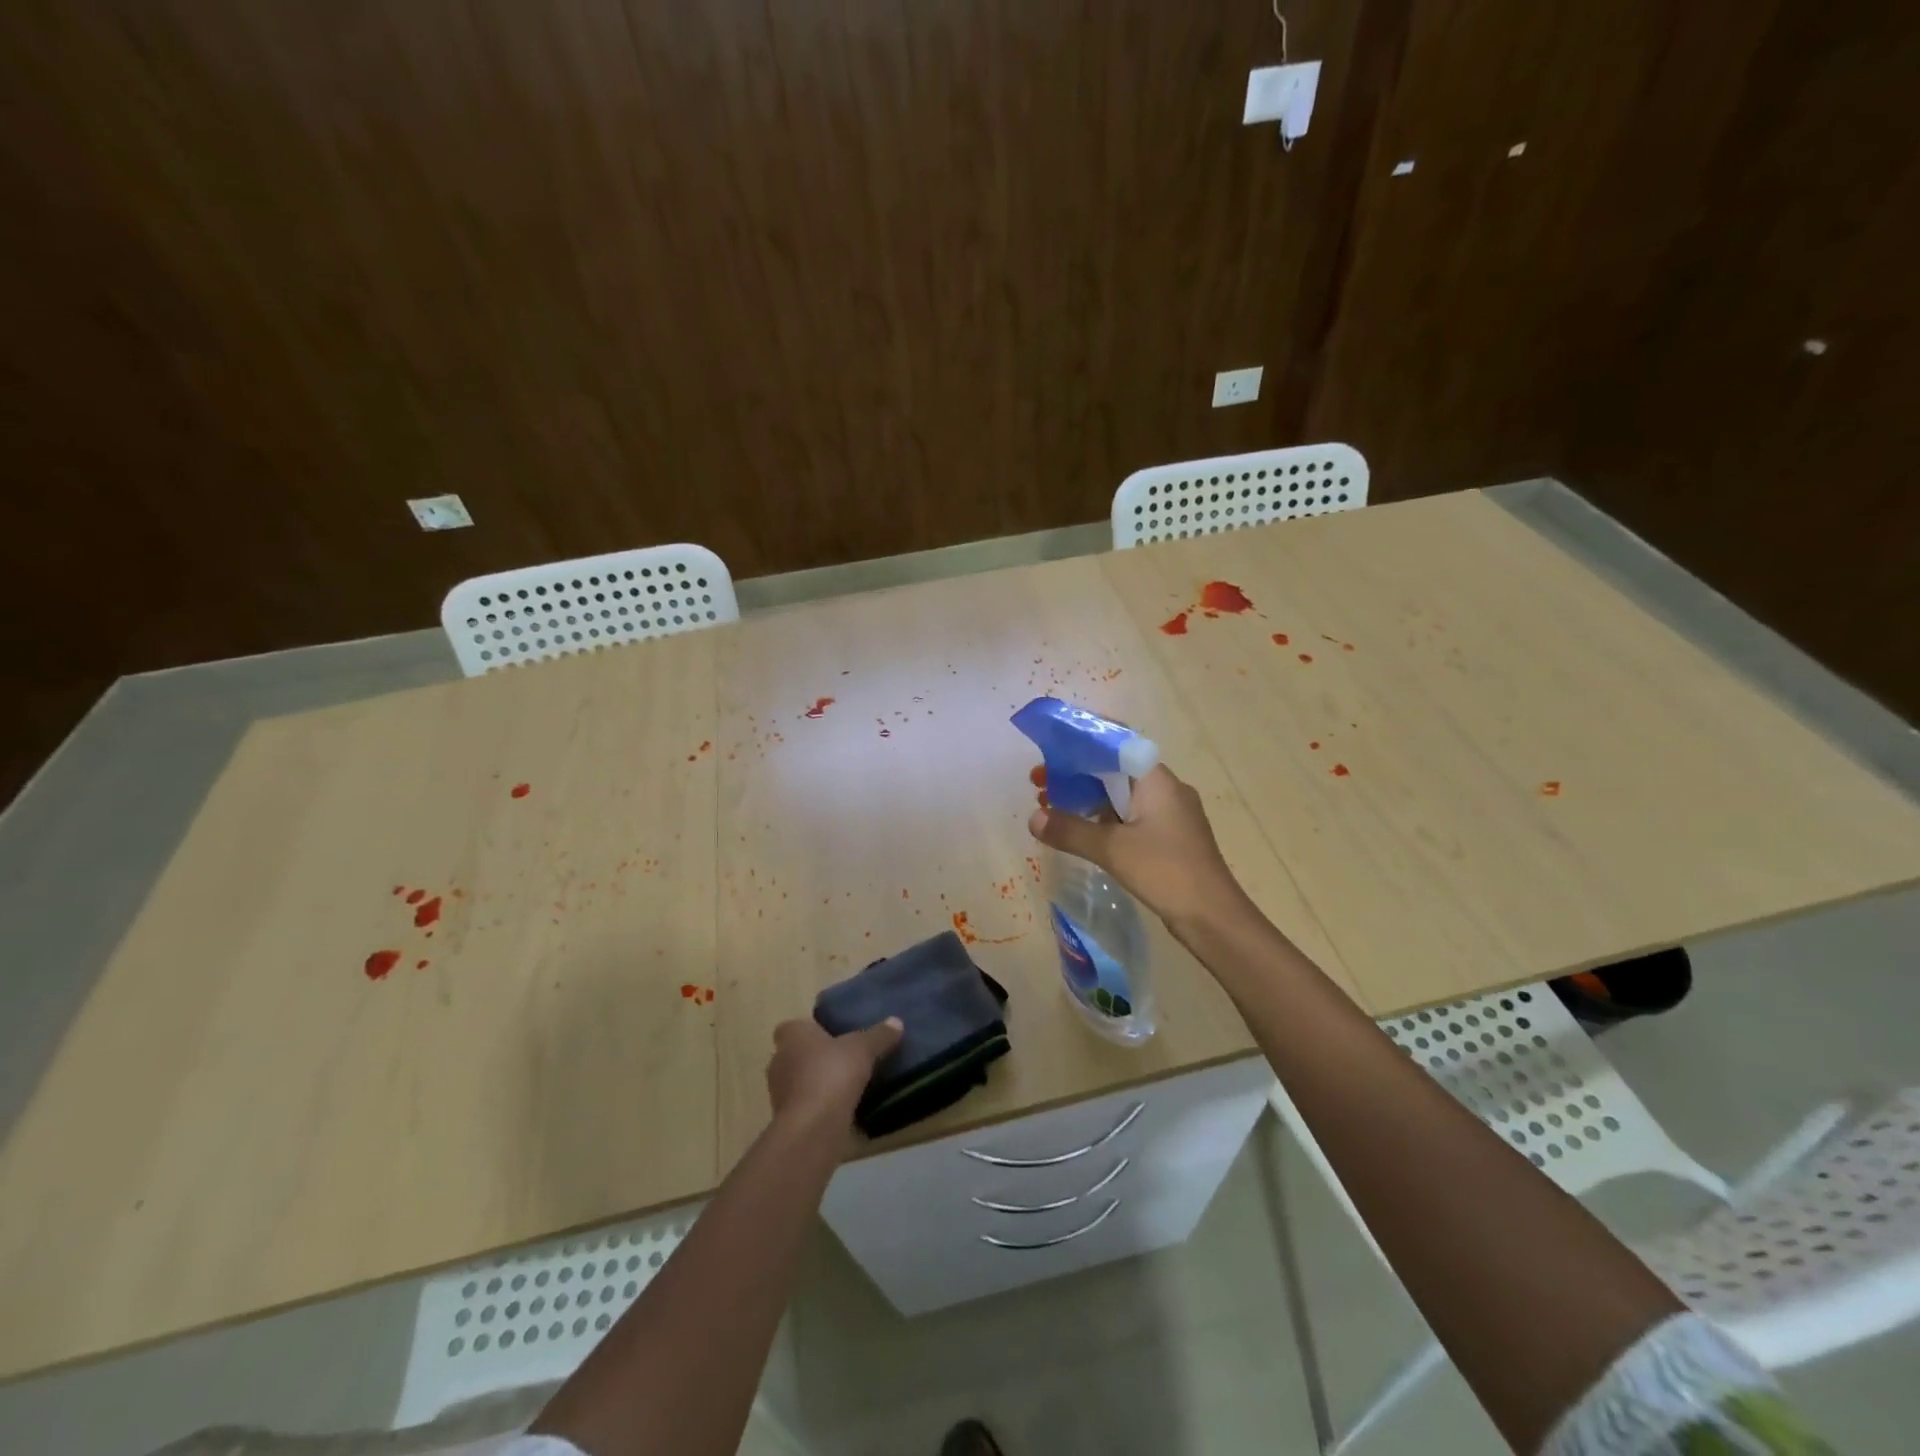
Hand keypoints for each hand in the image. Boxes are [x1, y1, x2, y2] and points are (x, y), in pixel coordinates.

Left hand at [765, 1016, 902, 1139]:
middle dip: (815, 1057)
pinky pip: (804, 1106)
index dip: (810, 1030)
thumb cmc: (833, 1074)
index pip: (793, 1027)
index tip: (831, 1036)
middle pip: (795, 1054)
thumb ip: (879, 1035)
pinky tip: (841, 1110)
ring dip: (816, 1084)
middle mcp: (779, 1060)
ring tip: (846, 1086)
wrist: (813, 1128)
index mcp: (792, 1035)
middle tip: (843, 1059)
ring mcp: (779, 1093)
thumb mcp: (864, 1049)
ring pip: (798, 1081)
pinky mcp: (785, 1120)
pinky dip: (818, 1107)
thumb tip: (896, 1022)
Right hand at [1029, 763, 1245, 926]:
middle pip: (1114, 768)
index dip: (1081, 742)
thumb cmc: (1166, 871)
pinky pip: (1129, 816)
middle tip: (1039, 783)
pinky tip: (1081, 831)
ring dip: (1087, 797)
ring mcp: (1169, 814)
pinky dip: (1103, 817)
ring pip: (1121, 794)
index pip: (1116, 743)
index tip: (1050, 749)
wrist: (1214, 917)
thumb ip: (1071, 830)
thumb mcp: (1112, 849)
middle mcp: (1165, 789)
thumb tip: (1033, 819)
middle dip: (1076, 773)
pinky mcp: (1169, 837)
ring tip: (1051, 806)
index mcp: (1156, 779)